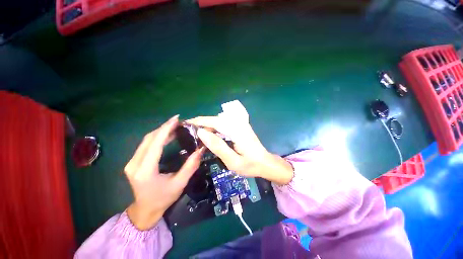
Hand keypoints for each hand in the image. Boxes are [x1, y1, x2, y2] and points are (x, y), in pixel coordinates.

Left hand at [124, 115, 204, 229]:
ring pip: (146, 140)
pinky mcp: (133, 162)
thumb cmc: (163, 199)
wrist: (145, 210)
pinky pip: (146, 145)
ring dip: (161, 132)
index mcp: (145, 171)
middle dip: (164, 128)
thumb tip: (201, 150)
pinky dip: (157, 138)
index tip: (176, 119)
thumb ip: (190, 166)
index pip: (155, 144)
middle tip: (178, 121)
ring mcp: (132, 162)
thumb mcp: (180, 183)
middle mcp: (134, 164)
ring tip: (175, 127)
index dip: (166, 129)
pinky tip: (167, 135)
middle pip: (149, 139)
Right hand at [186, 116, 292, 184]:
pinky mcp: (241, 127)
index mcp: (237, 131)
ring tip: (199, 136)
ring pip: (220, 121)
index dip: (200, 121)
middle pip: (217, 120)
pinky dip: (216, 129)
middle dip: (203, 124)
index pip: (215, 121)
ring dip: (209, 127)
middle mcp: (239, 124)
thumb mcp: (232, 161)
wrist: (265, 163)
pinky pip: (225, 125)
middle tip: (192, 134)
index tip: (187, 123)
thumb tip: (201, 133)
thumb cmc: (250, 165)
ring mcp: (241, 125)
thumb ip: (217, 146)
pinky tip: (212, 136)